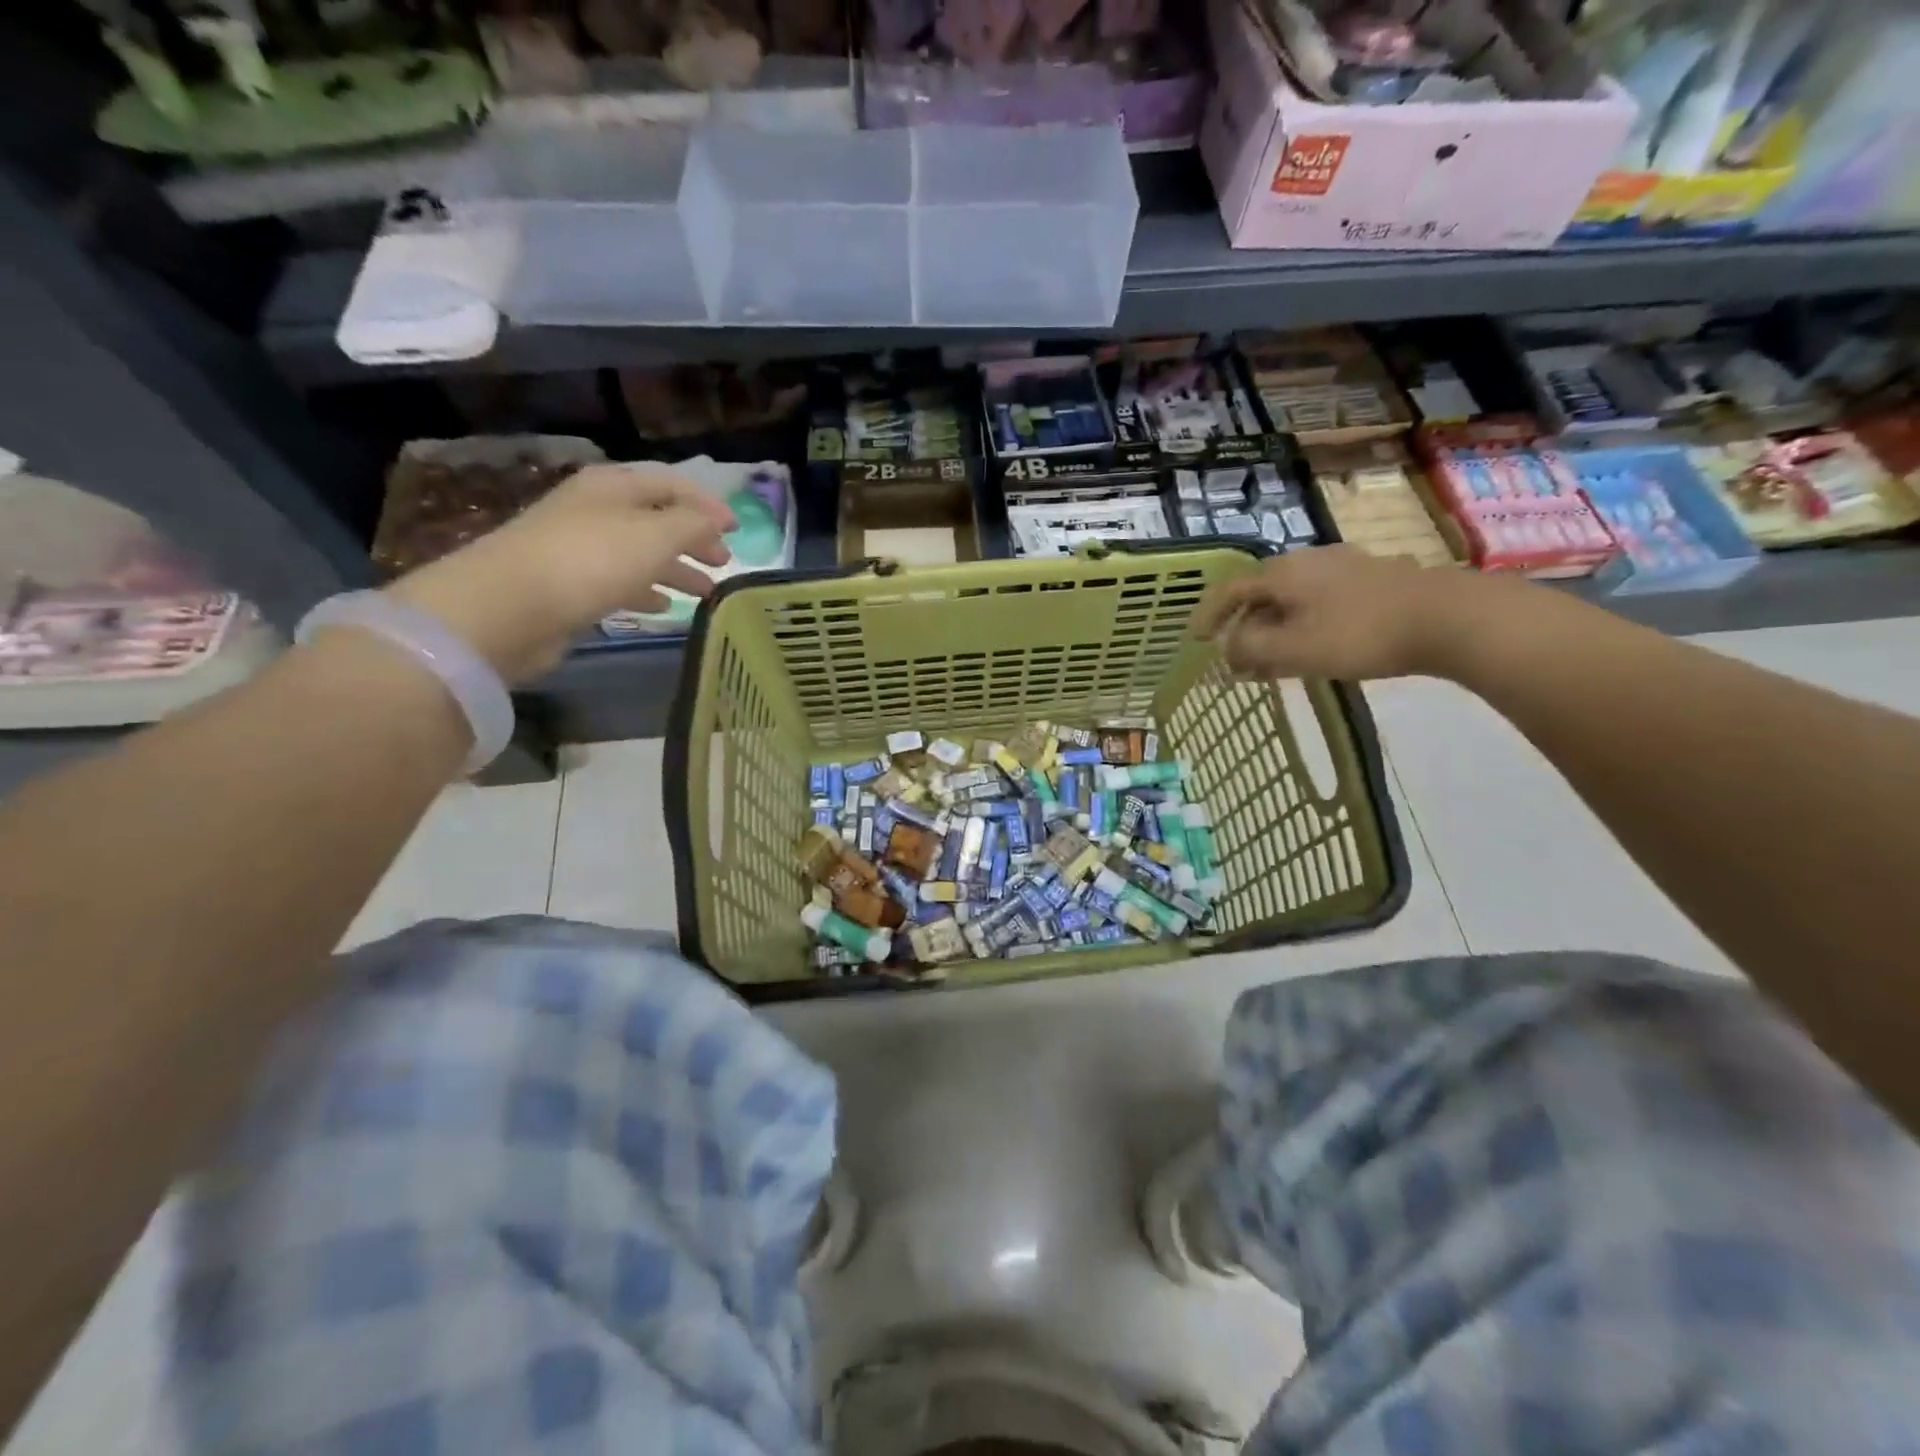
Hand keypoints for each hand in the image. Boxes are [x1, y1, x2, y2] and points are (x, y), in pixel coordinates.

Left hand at [383, 465, 735, 682]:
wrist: (508, 607)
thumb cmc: (590, 561)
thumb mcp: (654, 535)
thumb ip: (693, 524)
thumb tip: (715, 521)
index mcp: (614, 487)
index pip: (671, 484)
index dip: (707, 504)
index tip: (737, 529)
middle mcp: (596, 511)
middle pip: (656, 519)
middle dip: (693, 539)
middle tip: (723, 563)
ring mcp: (579, 549)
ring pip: (641, 554)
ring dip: (675, 570)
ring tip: (705, 593)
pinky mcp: (569, 586)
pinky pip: (619, 583)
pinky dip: (646, 591)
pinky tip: (664, 608)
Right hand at [1192, 546, 1493, 681]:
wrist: (1446, 617)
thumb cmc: (1358, 633)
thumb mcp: (1293, 649)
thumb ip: (1250, 648)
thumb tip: (1229, 648)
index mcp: (1282, 572)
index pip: (1230, 589)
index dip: (1208, 614)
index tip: (1196, 639)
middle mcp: (1307, 561)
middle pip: (1261, 593)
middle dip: (1243, 627)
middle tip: (1237, 659)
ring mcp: (1342, 566)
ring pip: (1291, 599)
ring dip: (1273, 628)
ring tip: (1272, 661)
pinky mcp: (1371, 579)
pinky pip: (1318, 601)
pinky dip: (1301, 624)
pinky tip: (1313, 646)